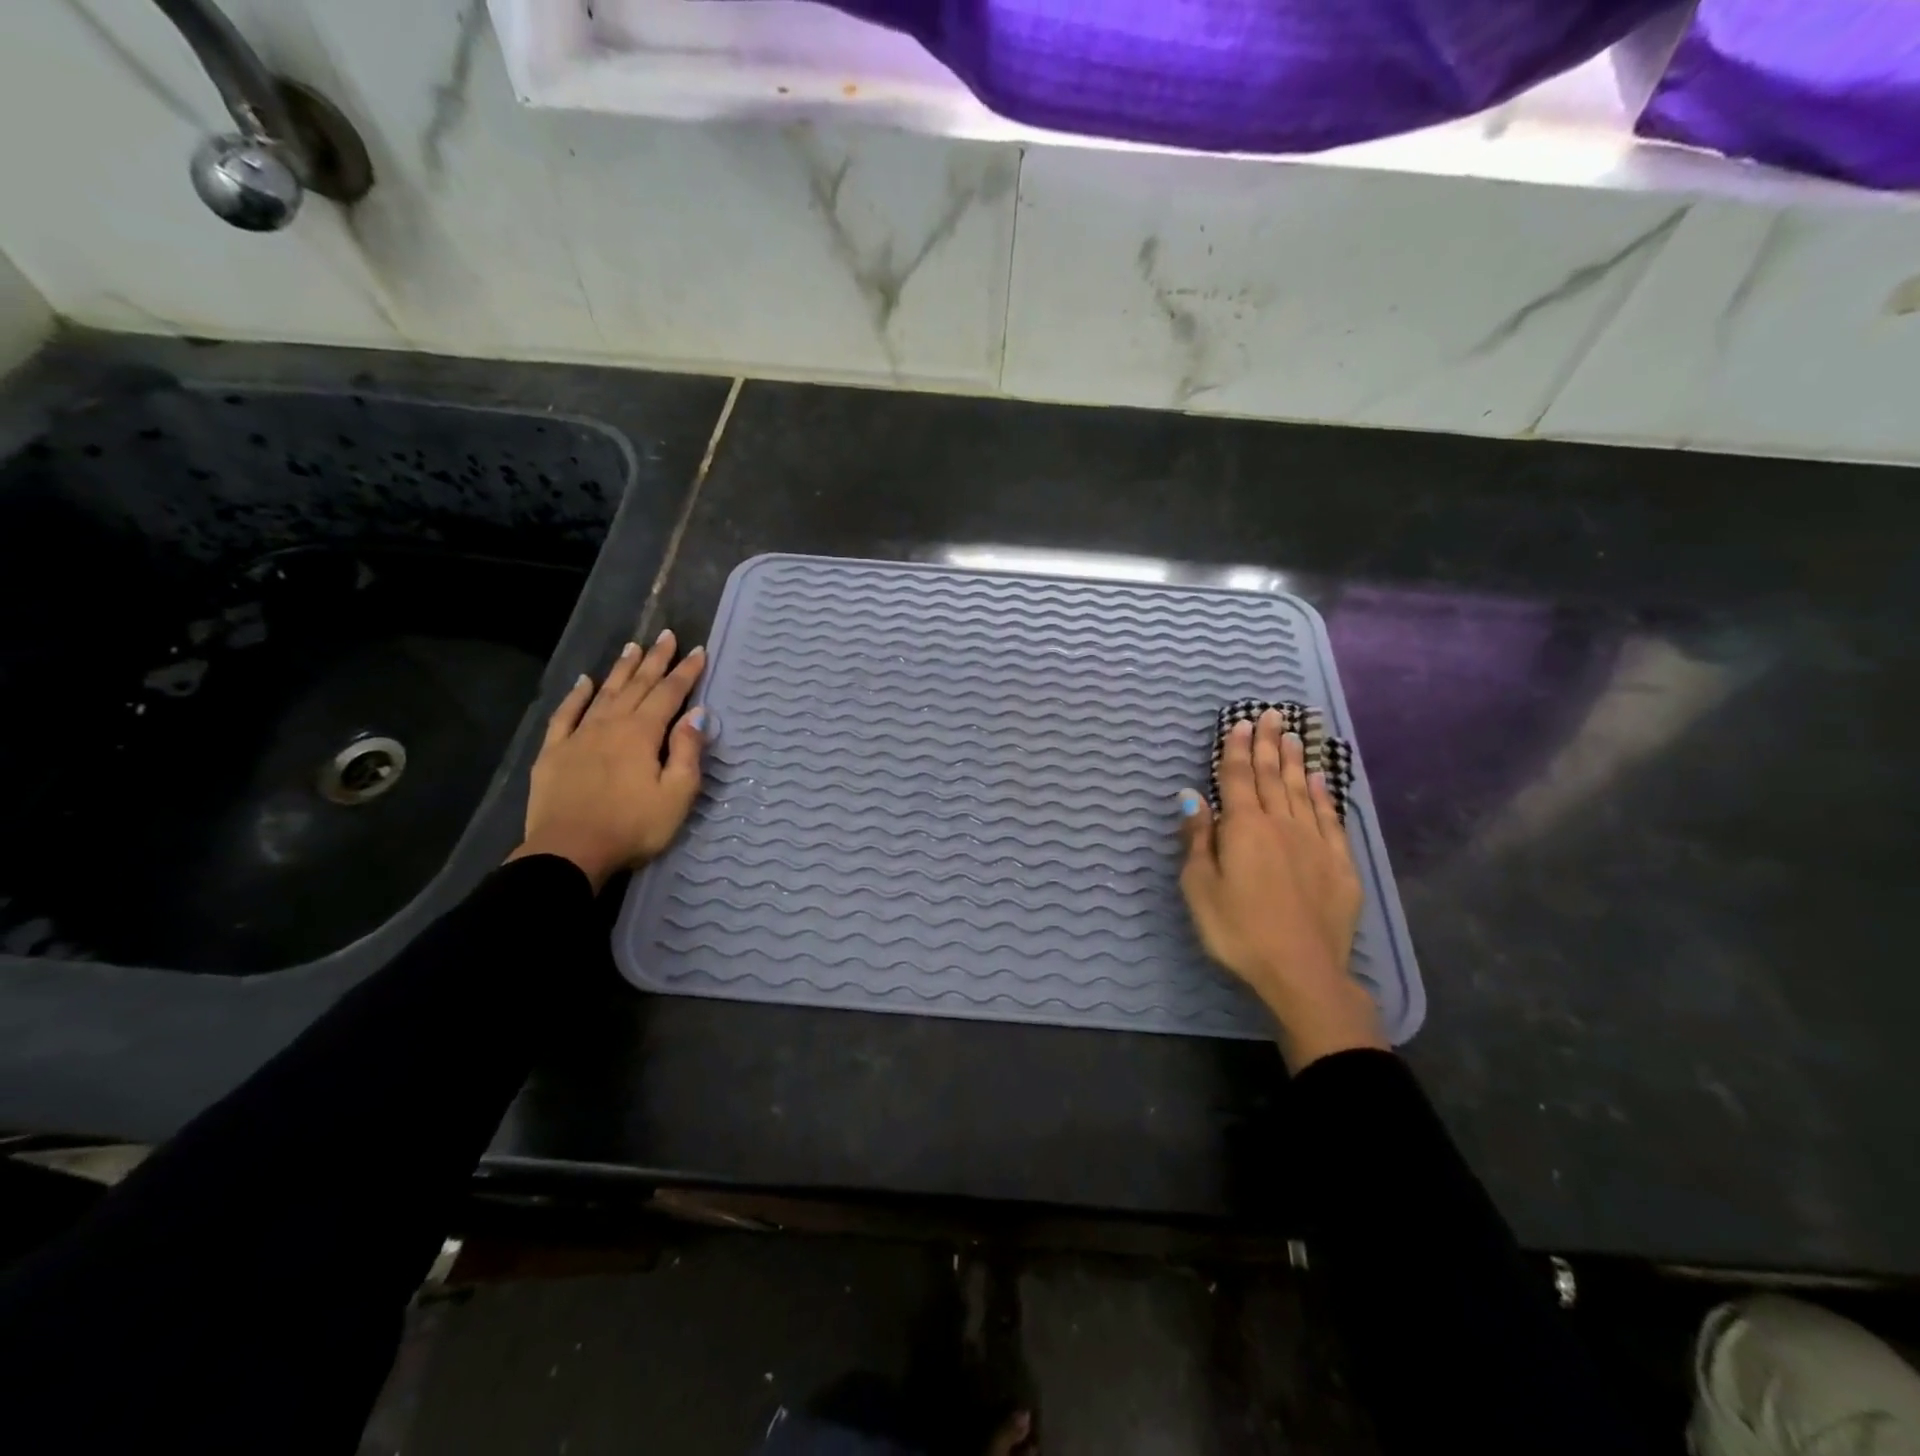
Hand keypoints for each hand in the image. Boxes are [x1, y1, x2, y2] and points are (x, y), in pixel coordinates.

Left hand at [507, 630, 706, 891]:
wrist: (569, 852)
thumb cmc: (632, 827)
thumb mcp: (676, 795)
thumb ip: (687, 751)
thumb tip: (696, 714)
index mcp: (642, 734)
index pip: (669, 694)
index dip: (686, 672)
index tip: (698, 651)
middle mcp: (611, 724)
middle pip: (637, 685)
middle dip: (655, 660)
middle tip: (666, 635)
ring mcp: (579, 736)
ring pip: (605, 693)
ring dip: (621, 670)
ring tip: (633, 647)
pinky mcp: (554, 752)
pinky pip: (566, 714)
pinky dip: (577, 695)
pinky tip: (584, 682)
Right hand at [1178, 709, 1384, 1072]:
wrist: (1301, 970)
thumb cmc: (1237, 930)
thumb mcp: (1200, 887)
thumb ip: (1197, 839)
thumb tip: (1191, 796)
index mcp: (1243, 828)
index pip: (1238, 778)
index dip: (1237, 749)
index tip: (1240, 723)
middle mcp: (1281, 824)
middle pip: (1273, 776)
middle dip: (1268, 744)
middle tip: (1271, 715)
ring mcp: (1315, 842)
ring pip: (1303, 790)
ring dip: (1296, 761)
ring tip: (1294, 735)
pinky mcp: (1339, 863)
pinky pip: (1330, 818)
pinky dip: (1324, 794)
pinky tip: (1322, 779)